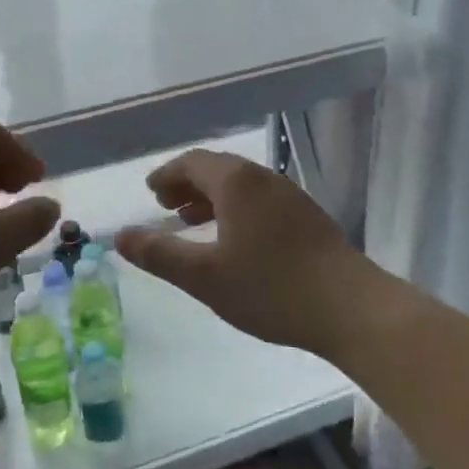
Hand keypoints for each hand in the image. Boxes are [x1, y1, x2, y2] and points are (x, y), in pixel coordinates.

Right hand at [115, 151, 371, 358]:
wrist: (349, 306)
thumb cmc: (270, 288)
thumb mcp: (204, 276)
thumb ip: (159, 254)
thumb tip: (119, 235)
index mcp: (237, 182)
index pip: (193, 162)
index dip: (167, 175)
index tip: (150, 192)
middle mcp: (264, 178)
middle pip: (218, 169)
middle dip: (188, 184)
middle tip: (166, 206)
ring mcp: (290, 196)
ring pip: (241, 186)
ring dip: (212, 197)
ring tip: (193, 222)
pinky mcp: (307, 217)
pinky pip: (259, 200)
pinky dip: (235, 209)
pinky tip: (234, 241)